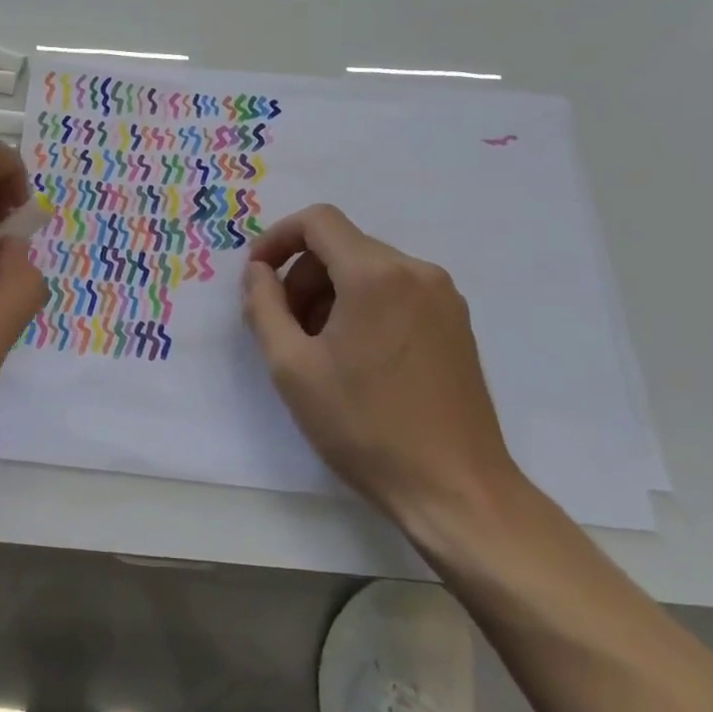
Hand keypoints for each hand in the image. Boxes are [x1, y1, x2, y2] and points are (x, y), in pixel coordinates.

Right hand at [241, 204, 522, 519]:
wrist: (454, 490)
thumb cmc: (364, 426)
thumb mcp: (291, 366)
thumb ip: (263, 306)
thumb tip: (258, 272)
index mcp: (376, 274)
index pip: (318, 221)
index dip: (277, 239)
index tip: (257, 276)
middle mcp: (416, 272)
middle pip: (342, 246)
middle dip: (302, 276)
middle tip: (284, 328)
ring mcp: (443, 297)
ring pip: (368, 269)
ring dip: (330, 294)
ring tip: (317, 349)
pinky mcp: (456, 323)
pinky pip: (396, 291)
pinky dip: (363, 306)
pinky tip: (354, 356)